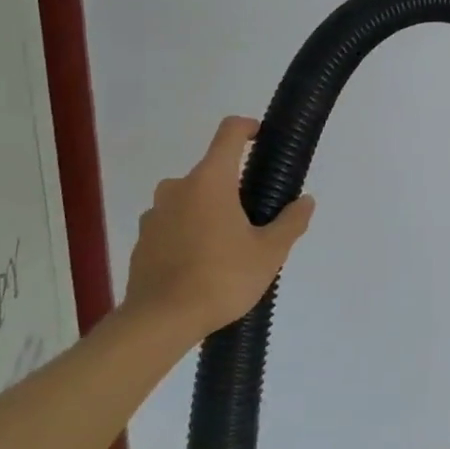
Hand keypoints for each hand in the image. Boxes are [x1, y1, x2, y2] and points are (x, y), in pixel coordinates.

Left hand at [123, 116, 315, 340]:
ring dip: (209, 211)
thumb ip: (291, 222)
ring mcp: (155, 214)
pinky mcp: (143, 240)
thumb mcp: (269, 253)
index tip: (262, 139)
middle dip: (234, 187)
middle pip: (211, 172)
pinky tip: (202, 264)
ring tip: (228, 246)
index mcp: (210, 181)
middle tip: (255, 219)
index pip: (229, 133)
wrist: (160, 321)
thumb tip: (306, 201)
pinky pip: (173, 224)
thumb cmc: (221, 278)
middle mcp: (178, 188)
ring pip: (190, 199)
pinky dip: (189, 233)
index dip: (248, 128)